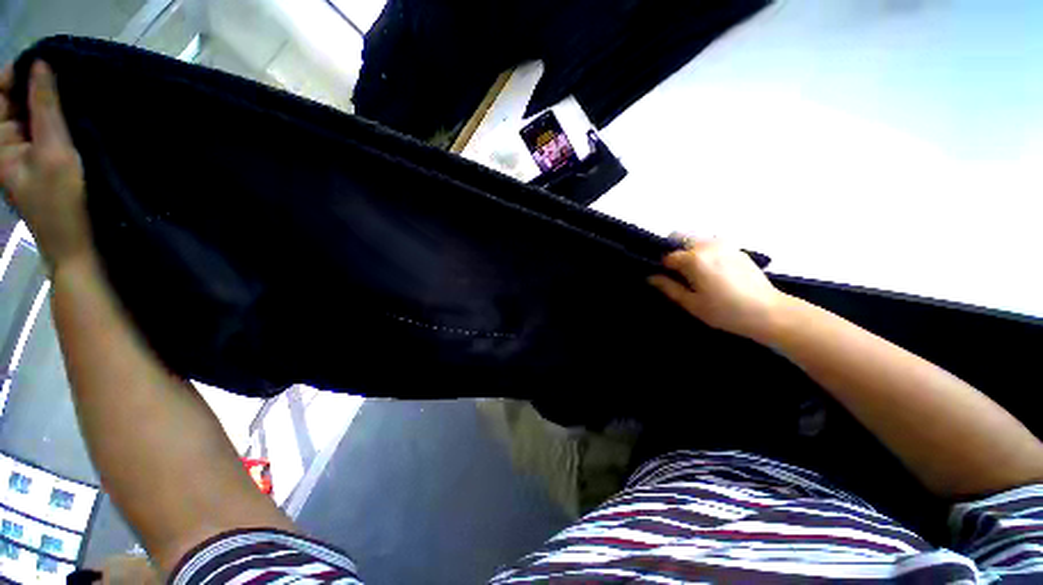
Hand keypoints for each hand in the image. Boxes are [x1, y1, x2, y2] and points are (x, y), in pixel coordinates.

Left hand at [0, 61, 90, 269]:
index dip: (19, 74)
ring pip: (34, 114)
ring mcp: (27, 153)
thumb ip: (44, 108)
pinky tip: (76, 117)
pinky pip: (47, 129)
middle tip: (67, 78)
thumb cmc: (62, 204)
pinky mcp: (44, 160)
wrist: (78, 246)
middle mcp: (8, 143)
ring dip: (51, 103)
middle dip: (38, 87)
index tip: (48, 64)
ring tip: (75, 96)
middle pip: (17, 101)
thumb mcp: (53, 152)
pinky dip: (59, 119)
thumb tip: (40, 65)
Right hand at [649, 236, 790, 341]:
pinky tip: (711, 269)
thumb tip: (650, 277)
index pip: (667, 256)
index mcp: (694, 259)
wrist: (768, 312)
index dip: (662, 266)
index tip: (663, 277)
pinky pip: (711, 242)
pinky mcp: (736, 247)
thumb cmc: (725, 311)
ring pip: (695, 237)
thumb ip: (668, 287)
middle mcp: (707, 245)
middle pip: (679, 236)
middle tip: (676, 271)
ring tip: (694, 270)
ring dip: (688, 248)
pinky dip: (703, 250)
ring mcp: (724, 243)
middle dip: (673, 250)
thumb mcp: (691, 303)